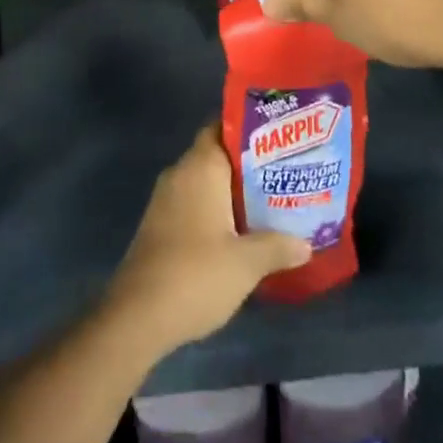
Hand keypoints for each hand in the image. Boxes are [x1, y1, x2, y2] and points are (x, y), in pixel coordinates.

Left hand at [103, 125, 310, 354]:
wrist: (137, 317)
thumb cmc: (196, 274)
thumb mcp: (246, 263)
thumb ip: (278, 247)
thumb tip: (306, 244)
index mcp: (201, 166)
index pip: (223, 126)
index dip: (250, 129)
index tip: (278, 138)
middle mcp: (180, 173)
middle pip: (217, 154)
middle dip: (247, 164)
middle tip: (282, 172)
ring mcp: (165, 199)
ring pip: (205, 182)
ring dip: (231, 191)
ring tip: (268, 202)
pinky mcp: (159, 225)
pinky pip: (193, 203)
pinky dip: (214, 210)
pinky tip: (238, 232)